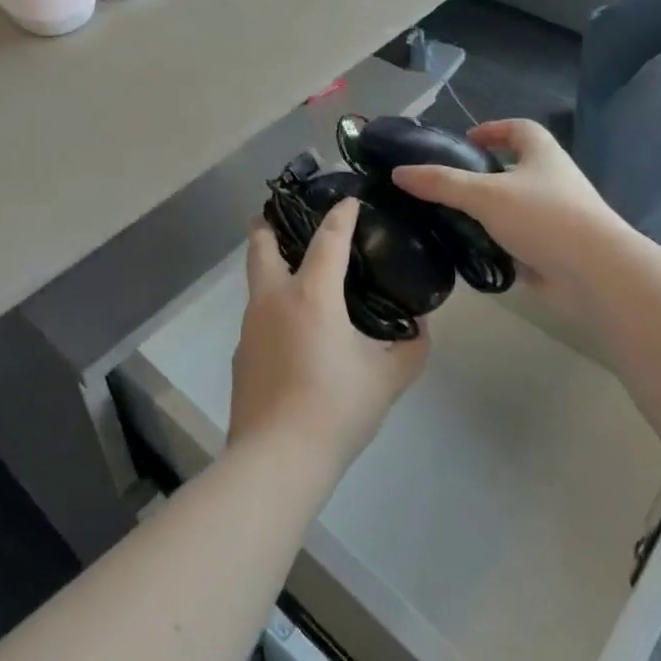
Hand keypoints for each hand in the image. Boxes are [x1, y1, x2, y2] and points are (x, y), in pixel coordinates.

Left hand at [230, 201, 428, 468]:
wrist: (276, 460)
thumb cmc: (335, 408)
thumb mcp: (387, 378)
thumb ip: (411, 347)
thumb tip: (419, 327)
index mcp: (311, 294)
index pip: (328, 238)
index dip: (341, 214)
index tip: (349, 200)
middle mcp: (273, 299)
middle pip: (261, 244)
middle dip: (270, 221)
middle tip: (288, 214)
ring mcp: (250, 326)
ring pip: (257, 281)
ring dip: (273, 266)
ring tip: (301, 276)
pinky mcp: (241, 355)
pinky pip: (258, 317)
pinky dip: (274, 309)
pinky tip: (294, 334)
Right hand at [391, 120, 619, 288]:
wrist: (596, 274)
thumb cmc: (544, 217)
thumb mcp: (485, 195)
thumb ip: (442, 183)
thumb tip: (399, 173)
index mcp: (543, 155)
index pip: (520, 129)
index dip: (494, 129)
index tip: (466, 139)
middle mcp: (553, 181)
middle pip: (516, 168)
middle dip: (485, 173)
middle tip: (449, 184)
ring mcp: (557, 218)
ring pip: (516, 207)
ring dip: (489, 211)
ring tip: (451, 218)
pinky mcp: (554, 251)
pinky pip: (519, 241)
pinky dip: (498, 243)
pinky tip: (471, 253)